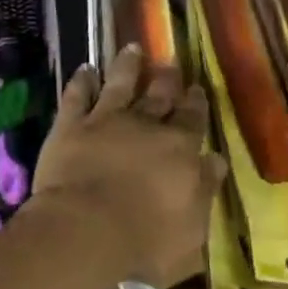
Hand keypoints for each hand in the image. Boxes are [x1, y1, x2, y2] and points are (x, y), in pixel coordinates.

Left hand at [32, 45, 224, 287]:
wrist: (85, 228)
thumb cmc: (144, 240)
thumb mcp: (191, 229)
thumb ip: (204, 190)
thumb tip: (216, 160)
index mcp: (178, 148)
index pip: (192, 119)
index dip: (196, 102)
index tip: (197, 88)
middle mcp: (145, 124)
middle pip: (159, 94)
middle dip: (167, 78)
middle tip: (171, 62)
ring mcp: (105, 119)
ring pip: (119, 83)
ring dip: (127, 65)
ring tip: (132, 48)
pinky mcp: (71, 124)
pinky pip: (77, 95)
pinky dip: (81, 80)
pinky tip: (85, 68)